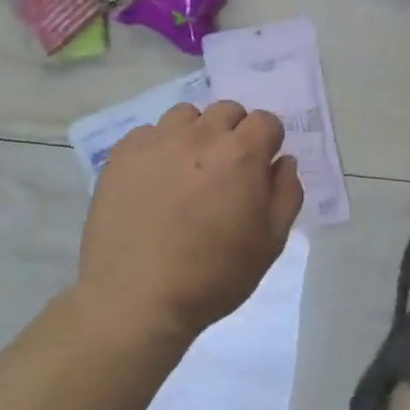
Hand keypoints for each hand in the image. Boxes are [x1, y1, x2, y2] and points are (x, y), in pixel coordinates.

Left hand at [80, 101, 304, 345]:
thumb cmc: (213, 276)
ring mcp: (157, 140)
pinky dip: (160, 148)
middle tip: (226, 170)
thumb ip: (286, 193)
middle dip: (235, 132)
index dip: (268, 142)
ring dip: (196, 134)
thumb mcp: (270, 243)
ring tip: (188, 170)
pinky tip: (155, 181)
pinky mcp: (123, 153)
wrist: (136, 299)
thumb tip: (283, 161)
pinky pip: (150, 133)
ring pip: (187, 116)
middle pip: (227, 110)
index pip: (266, 121)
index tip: (261, 168)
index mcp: (241, 154)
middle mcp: (200, 135)